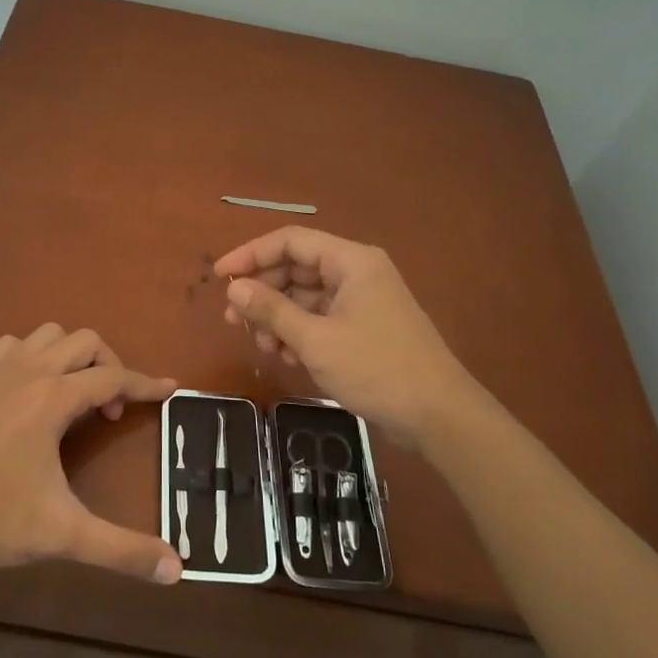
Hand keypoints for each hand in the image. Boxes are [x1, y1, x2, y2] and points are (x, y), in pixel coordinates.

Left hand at [0, 324, 182, 583]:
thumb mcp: (63, 534)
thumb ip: (122, 550)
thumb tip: (177, 568)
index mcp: (53, 398)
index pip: (114, 378)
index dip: (146, 384)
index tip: (170, 388)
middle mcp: (28, 371)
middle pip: (85, 342)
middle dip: (110, 366)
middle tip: (111, 410)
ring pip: (48, 336)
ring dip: (71, 356)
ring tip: (75, 396)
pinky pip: (13, 347)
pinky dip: (34, 357)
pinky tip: (30, 391)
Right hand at [215, 228, 502, 454]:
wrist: (438, 416)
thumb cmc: (376, 368)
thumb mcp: (315, 340)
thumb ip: (271, 310)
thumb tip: (234, 288)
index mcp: (351, 261)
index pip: (290, 241)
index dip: (251, 254)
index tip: (220, 276)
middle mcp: (356, 273)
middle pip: (296, 269)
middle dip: (262, 293)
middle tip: (232, 320)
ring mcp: (361, 302)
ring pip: (305, 297)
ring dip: (277, 318)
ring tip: (259, 345)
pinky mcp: (363, 329)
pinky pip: (319, 319)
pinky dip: (297, 333)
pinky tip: (282, 357)